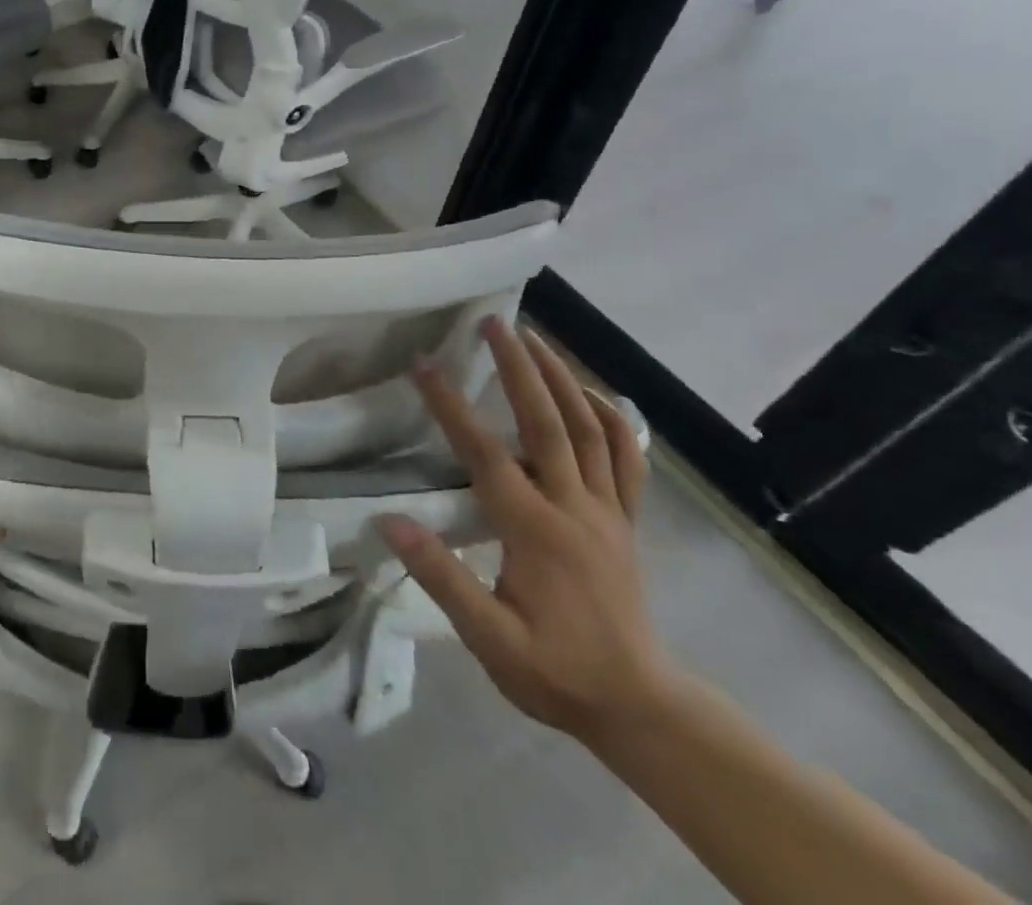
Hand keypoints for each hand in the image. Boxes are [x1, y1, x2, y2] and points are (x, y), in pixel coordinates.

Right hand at [377, 319, 674, 743]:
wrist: (642, 708)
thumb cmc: (556, 673)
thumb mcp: (490, 640)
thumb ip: (442, 578)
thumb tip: (389, 521)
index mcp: (535, 531)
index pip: (486, 453)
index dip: (451, 406)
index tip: (423, 365)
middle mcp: (575, 507)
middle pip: (547, 422)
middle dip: (518, 367)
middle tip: (493, 323)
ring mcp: (608, 510)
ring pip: (590, 428)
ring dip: (561, 376)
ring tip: (533, 336)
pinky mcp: (626, 519)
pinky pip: (626, 456)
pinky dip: (609, 416)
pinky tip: (587, 391)